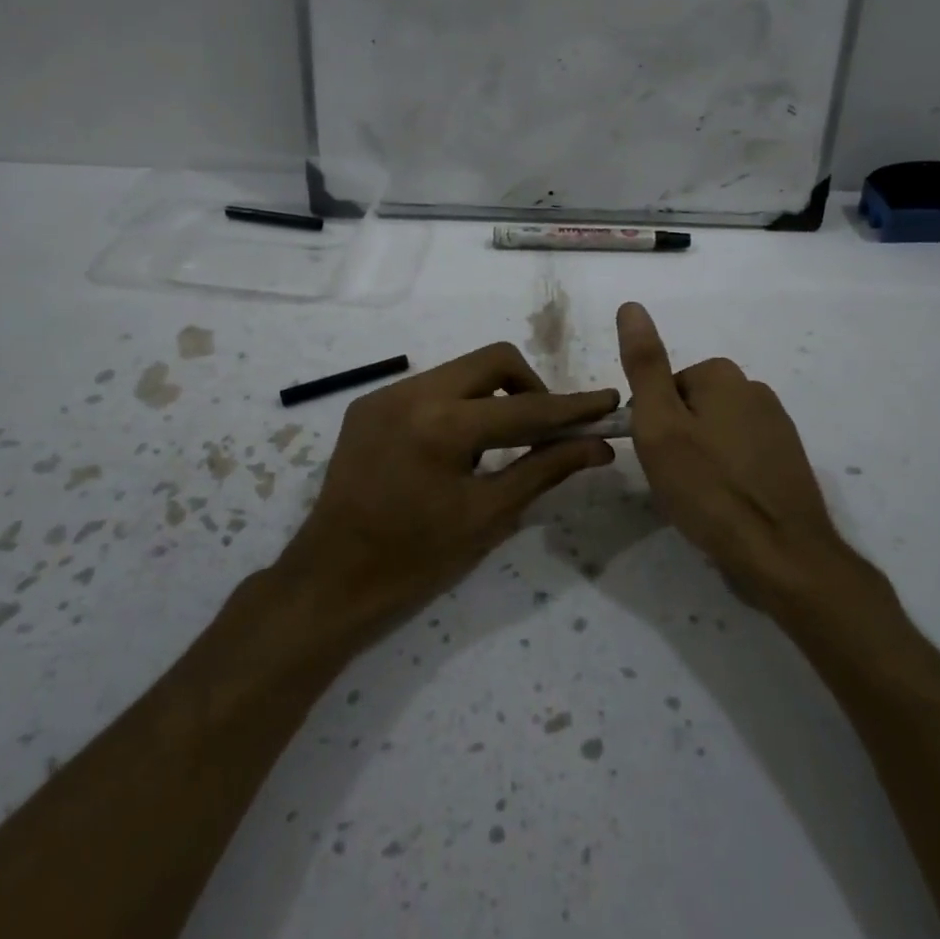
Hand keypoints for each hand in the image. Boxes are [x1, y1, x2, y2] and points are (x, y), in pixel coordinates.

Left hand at [274, 342, 618, 636]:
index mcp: (443, 426)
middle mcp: (412, 393)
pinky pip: (430, 387)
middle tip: (544, 428)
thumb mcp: (488, 515)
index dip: (572, 406)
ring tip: (496, 445)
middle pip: (493, 360)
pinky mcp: (369, 404)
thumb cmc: (416, 559)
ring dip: (492, 396)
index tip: (607, 400)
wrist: (332, 578)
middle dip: (530, 387)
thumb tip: (597, 447)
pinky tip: (455, 448)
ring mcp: (386, 394)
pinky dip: (457, 405)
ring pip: (461, 370)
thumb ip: (545, 469)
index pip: (525, 407)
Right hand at [616, 302, 879, 607]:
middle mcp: (755, 389)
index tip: (657, 457)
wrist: (781, 554)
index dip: (651, 423)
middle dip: (677, 439)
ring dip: (701, 459)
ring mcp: (777, 425)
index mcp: (723, 375)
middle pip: (691, 408)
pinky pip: (740, 456)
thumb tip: (631, 306)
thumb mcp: (659, 425)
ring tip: (700, 498)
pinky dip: (727, 475)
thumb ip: (644, 365)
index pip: (664, 388)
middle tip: (675, 480)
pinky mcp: (788, 459)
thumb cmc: (709, 487)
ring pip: (715, 433)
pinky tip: (726, 505)